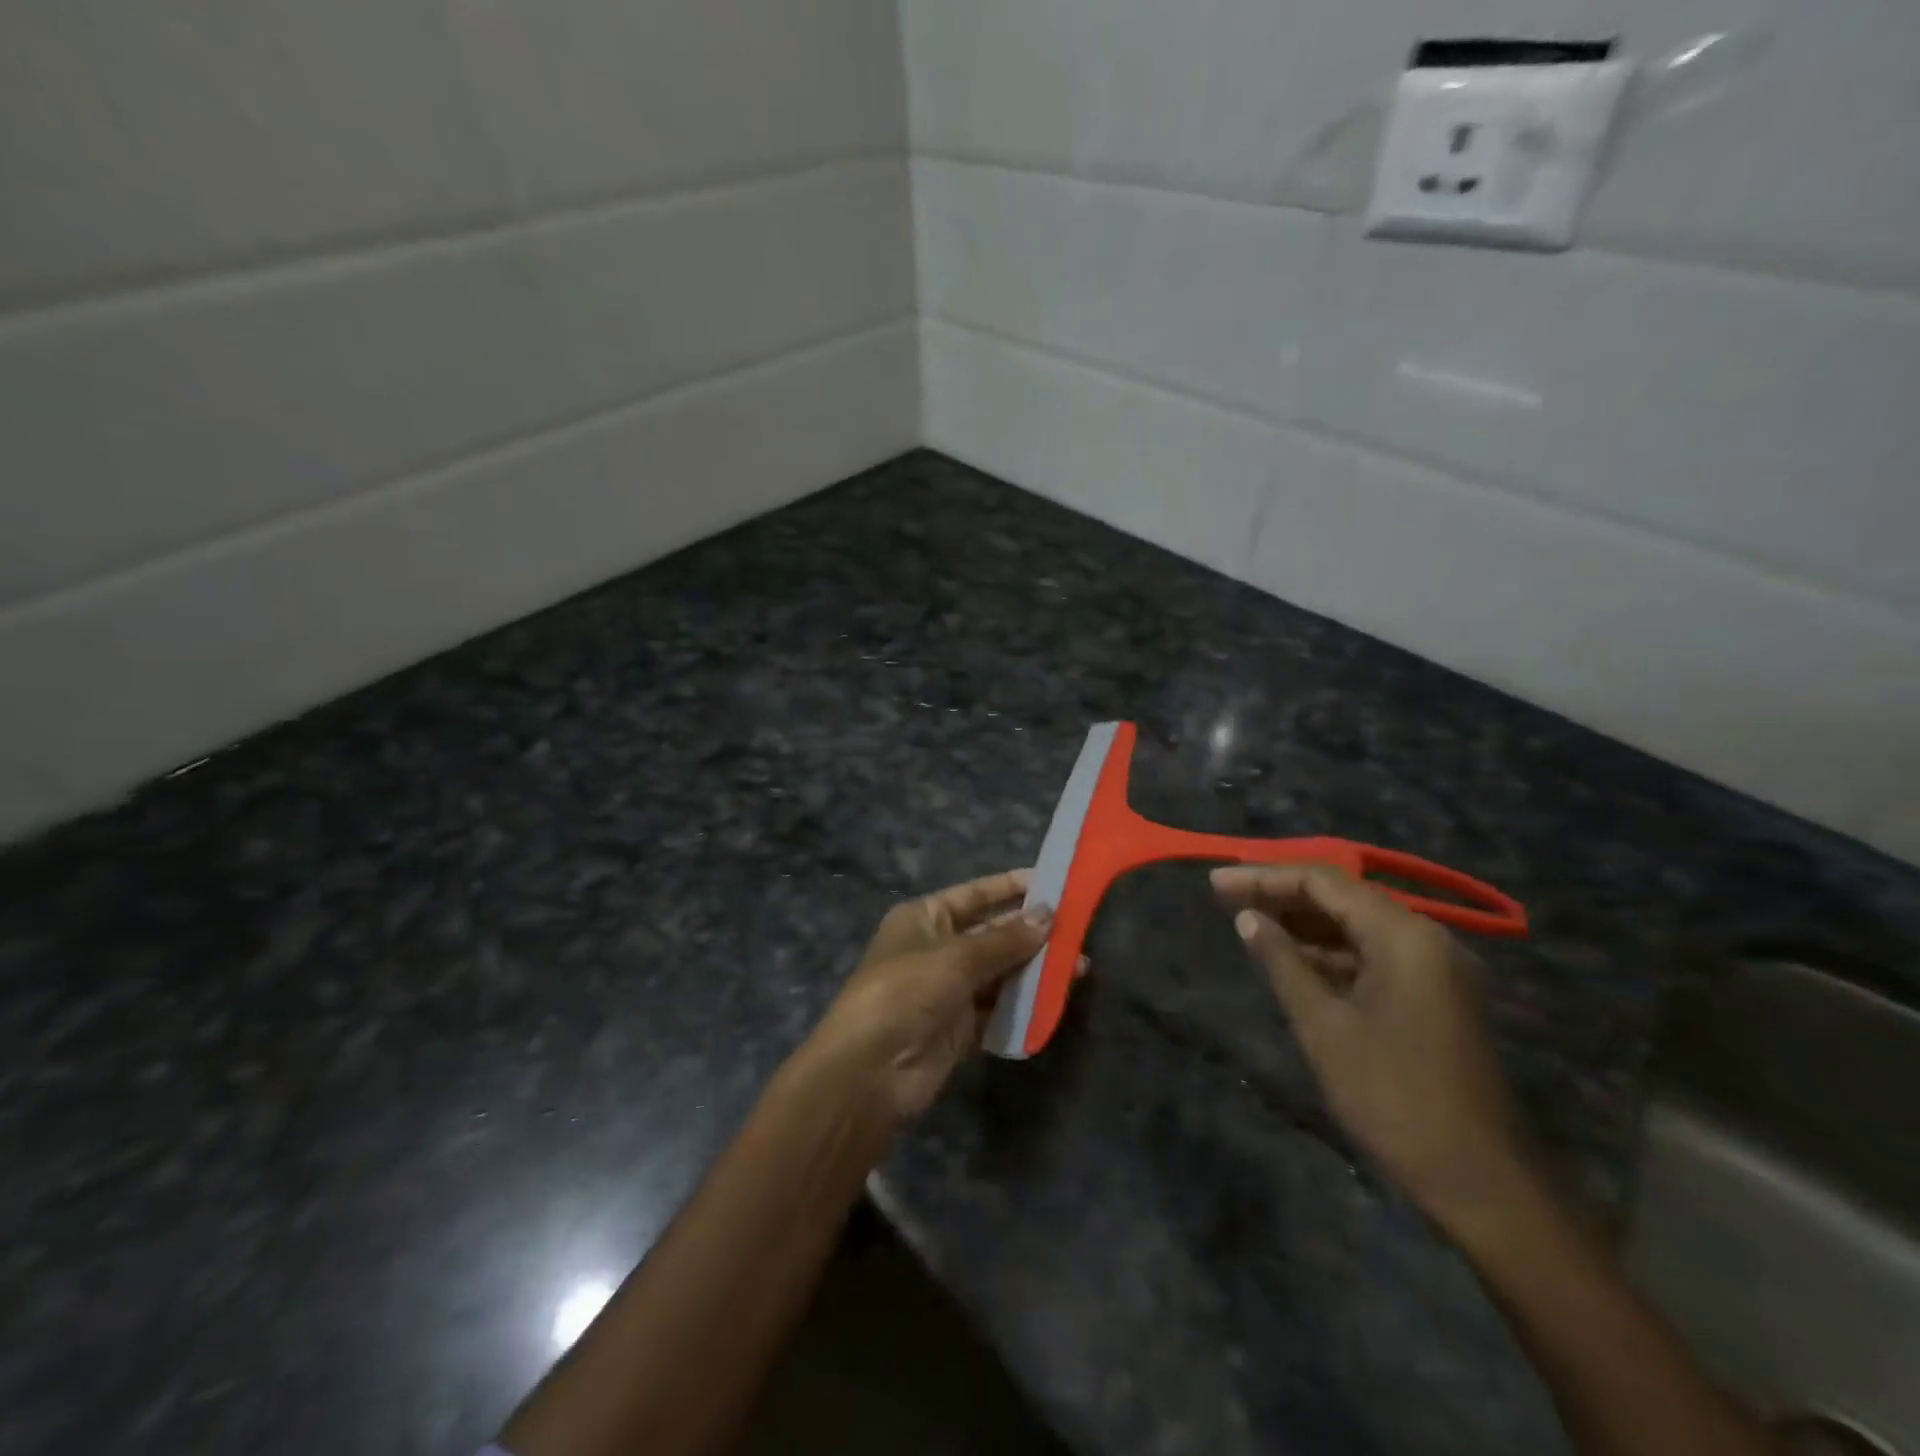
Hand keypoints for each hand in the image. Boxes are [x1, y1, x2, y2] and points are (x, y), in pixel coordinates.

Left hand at [808, 870, 1063, 1121]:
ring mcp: (948, 989)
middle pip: (991, 933)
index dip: (1011, 887)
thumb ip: (1005, 939)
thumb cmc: (906, 992)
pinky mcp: (959, 1027)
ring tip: (1079, 966)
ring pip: (999, 972)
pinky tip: (1056, 998)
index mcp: (925, 918)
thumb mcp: (956, 958)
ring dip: (1034, 969)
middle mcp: (937, 948)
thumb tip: (1048, 915)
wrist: (870, 1071)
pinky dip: (1023, 1004)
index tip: (1052, 882)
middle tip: (1077, 928)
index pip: (975, 895)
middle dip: (1031, 932)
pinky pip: (997, 1009)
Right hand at [1212, 864, 1525, 1228]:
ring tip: (1248, 922)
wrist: (1481, 1183)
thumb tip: (1246, 919)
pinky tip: (1290, 958)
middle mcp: (1425, 939)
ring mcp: (1434, 969)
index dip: (1264, 877)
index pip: (1322, 882)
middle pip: (1342, 898)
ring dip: (1303, 924)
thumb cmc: (1393, 1097)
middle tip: (1224, 898)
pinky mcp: (1434, 997)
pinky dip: (1330, 953)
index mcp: (1403, 935)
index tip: (1216, 883)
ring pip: (1356, 927)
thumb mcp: (1324, 1026)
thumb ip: (1282, 962)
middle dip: (1281, 895)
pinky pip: (1373, 956)